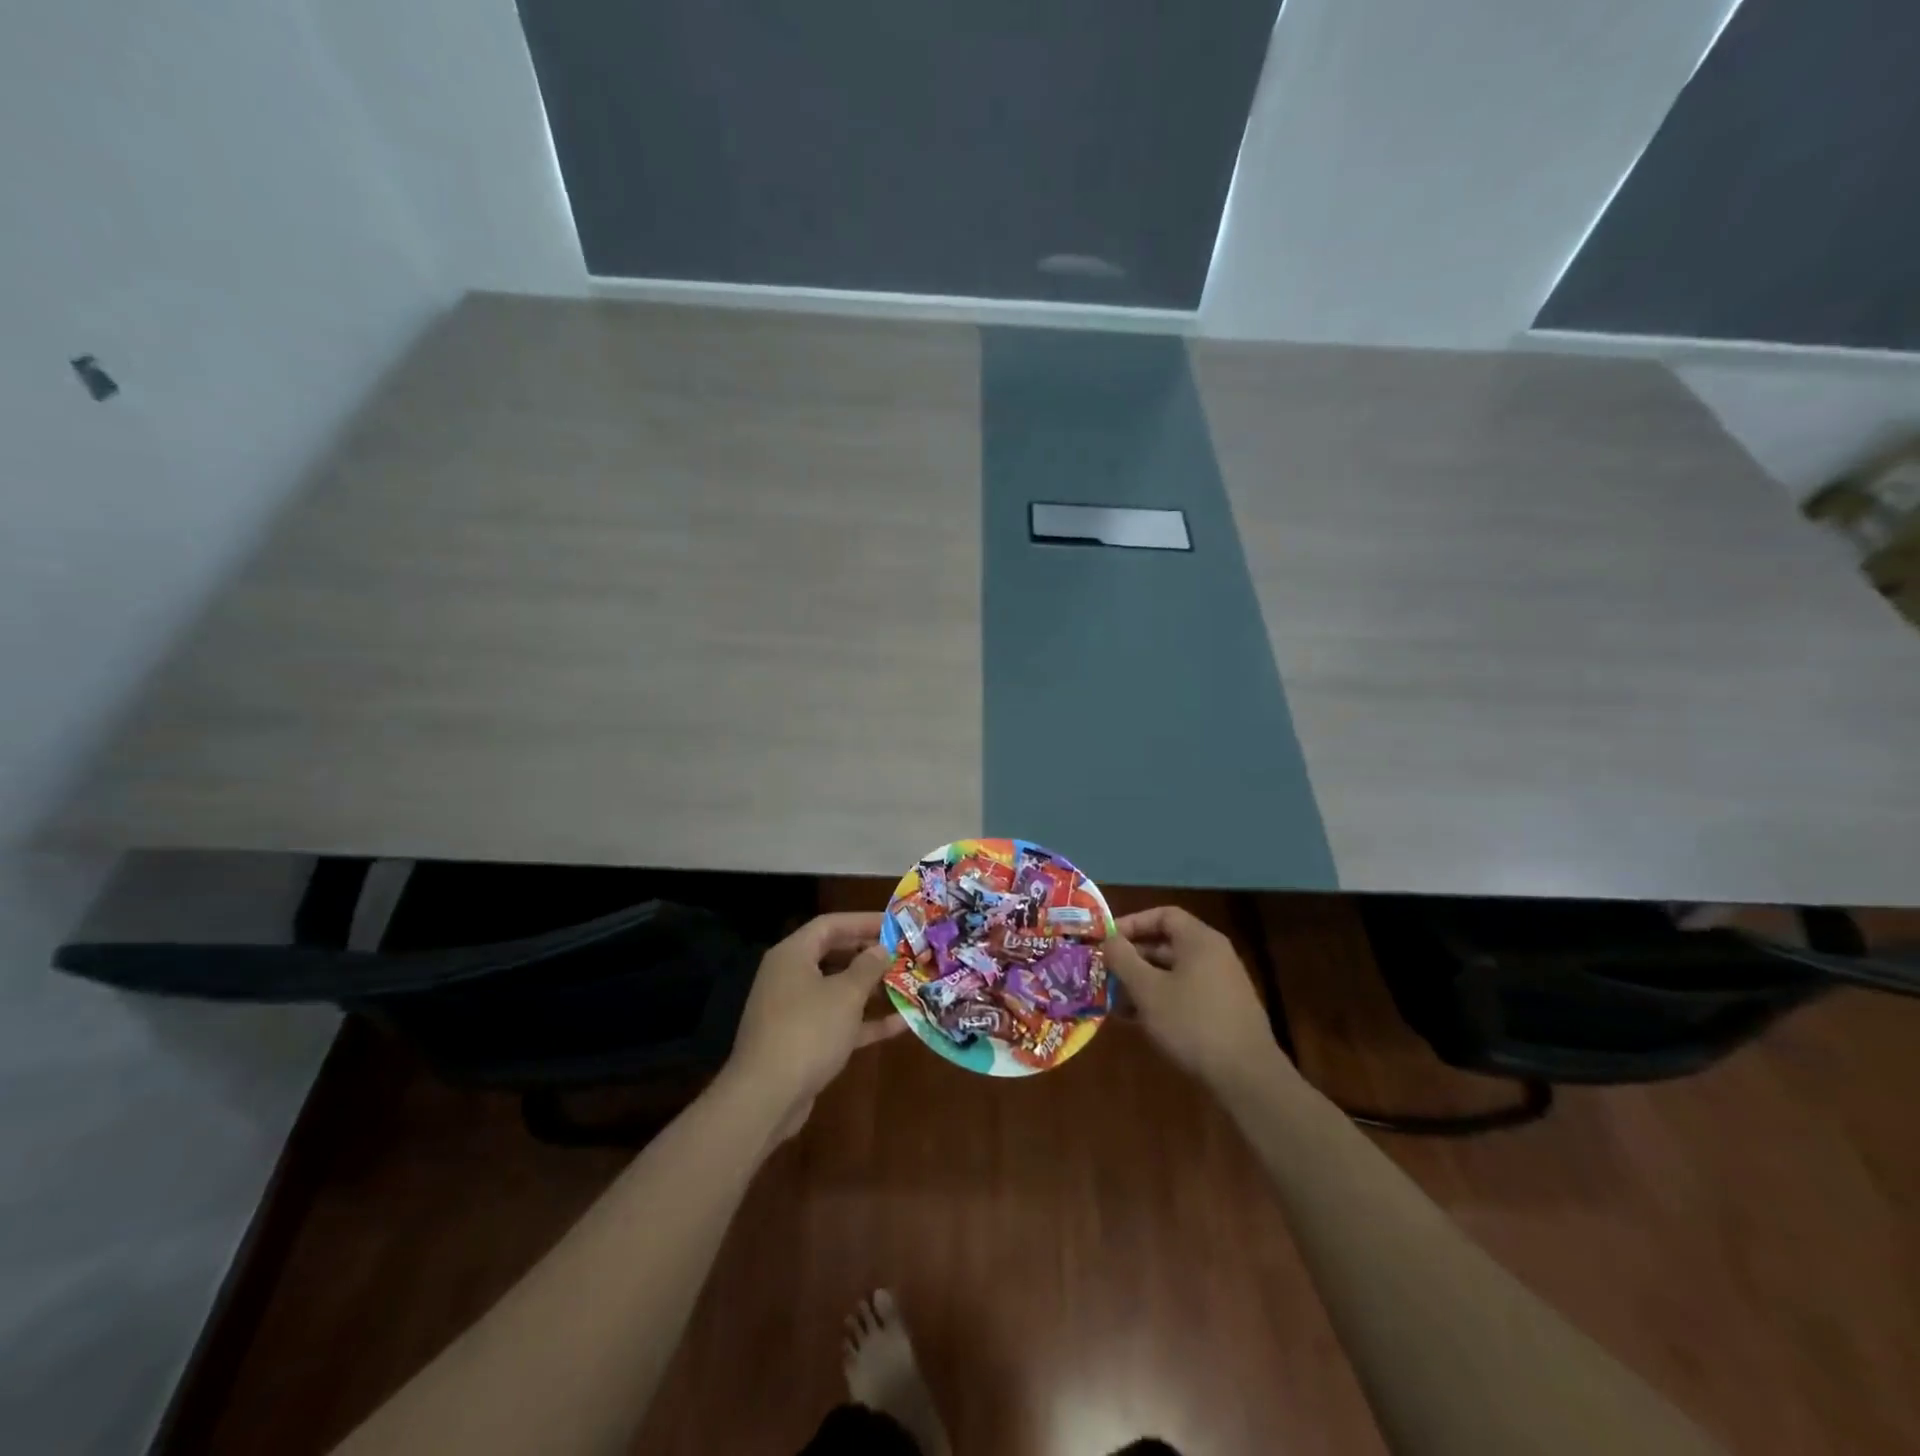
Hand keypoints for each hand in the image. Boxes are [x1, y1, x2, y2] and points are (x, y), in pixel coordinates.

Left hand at [725, 913, 902, 1137]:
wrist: (765, 1098)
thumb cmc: (808, 1031)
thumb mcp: (845, 995)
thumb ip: (868, 967)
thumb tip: (881, 949)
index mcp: (793, 955)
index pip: (831, 924)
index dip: (864, 921)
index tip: (896, 924)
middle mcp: (789, 977)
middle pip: (834, 955)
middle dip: (870, 955)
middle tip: (904, 955)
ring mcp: (794, 1011)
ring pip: (837, 990)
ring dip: (871, 989)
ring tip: (908, 985)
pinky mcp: (802, 1041)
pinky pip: (837, 1021)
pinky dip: (864, 1021)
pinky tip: (900, 1024)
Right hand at [1105, 906, 1291, 1094]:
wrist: (1247, 1077)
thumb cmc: (1192, 1023)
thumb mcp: (1148, 990)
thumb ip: (1124, 959)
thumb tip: (1109, 939)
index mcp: (1199, 941)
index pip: (1163, 915)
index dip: (1132, 923)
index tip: (1108, 941)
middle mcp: (1214, 955)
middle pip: (1166, 944)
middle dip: (1133, 958)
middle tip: (1106, 973)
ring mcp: (1222, 984)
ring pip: (1173, 972)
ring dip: (1143, 982)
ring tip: (1115, 1001)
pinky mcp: (1223, 1010)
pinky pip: (1185, 993)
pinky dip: (1161, 999)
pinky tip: (1139, 1021)